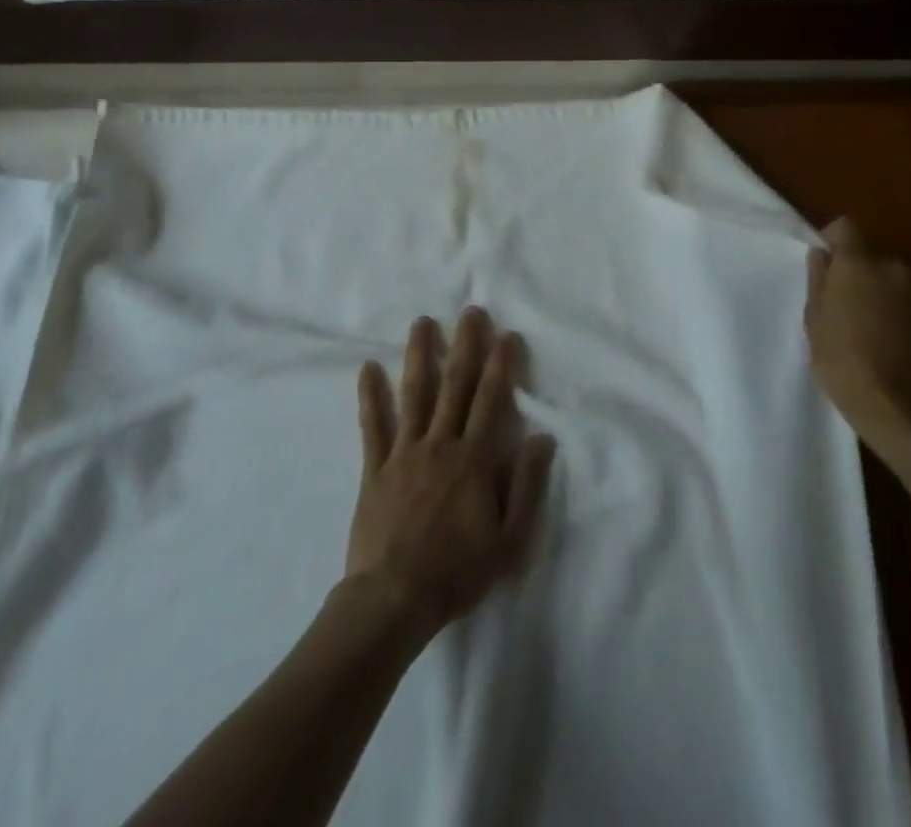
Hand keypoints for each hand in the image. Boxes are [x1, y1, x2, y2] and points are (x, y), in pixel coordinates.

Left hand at [347, 309, 555, 642]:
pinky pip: (372, 426)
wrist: (394, 599)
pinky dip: (370, 395)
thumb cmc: (457, 571)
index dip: (500, 365)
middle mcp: (439, 444)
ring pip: (414, 393)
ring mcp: (404, 452)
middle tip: (471, 311)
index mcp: (473, 459)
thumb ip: (526, 485)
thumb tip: (542, 437)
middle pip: (455, 386)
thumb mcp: (509, 539)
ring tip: (423, 322)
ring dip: (420, 355)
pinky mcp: (376, 468)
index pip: (491, 400)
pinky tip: (368, 367)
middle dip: (465, 345)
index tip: (506, 335)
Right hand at [805, 218, 910, 452]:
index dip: (831, 239)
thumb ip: (818, 280)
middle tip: (837, 300)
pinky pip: (902, 299)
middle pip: (868, 254)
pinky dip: (891, 308)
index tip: (821, 263)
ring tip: (860, 323)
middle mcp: (893, 268)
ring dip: (874, 290)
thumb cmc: (842, 359)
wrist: (898, 407)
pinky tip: (880, 337)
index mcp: (860, 263)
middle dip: (853, 270)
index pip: (845, 226)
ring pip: (887, 277)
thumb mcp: (815, 318)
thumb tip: (821, 256)